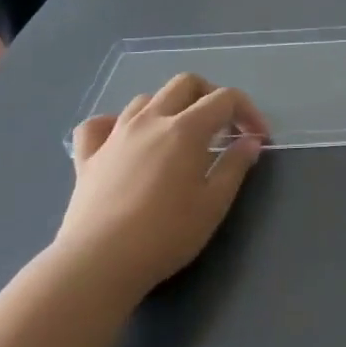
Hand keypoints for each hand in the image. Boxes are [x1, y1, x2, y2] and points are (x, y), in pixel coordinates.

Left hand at [62, 74, 268, 294]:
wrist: (99, 262)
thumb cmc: (166, 234)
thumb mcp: (214, 204)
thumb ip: (235, 166)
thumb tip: (250, 141)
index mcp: (186, 129)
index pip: (225, 98)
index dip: (248, 111)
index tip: (258, 138)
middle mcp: (150, 120)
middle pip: (185, 83)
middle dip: (210, 95)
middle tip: (222, 126)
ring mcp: (115, 135)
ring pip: (145, 99)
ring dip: (169, 107)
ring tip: (178, 135)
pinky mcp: (88, 157)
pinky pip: (98, 124)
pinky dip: (115, 124)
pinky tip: (124, 140)